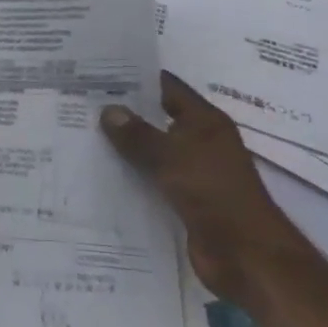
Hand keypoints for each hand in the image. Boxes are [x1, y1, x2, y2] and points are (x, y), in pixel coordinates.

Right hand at [100, 71, 317, 306]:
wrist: (247, 256)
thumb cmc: (215, 194)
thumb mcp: (172, 157)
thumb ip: (138, 134)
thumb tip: (108, 109)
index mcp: (205, 122)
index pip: (167, 87)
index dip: (137, 77)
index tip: (100, 69)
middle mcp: (200, 142)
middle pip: (156, 119)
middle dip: (123, 112)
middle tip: (80, 101)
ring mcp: (192, 173)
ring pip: (151, 152)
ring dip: (124, 147)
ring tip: (80, 133)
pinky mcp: (184, 201)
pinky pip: (151, 181)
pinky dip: (130, 177)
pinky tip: (98, 173)